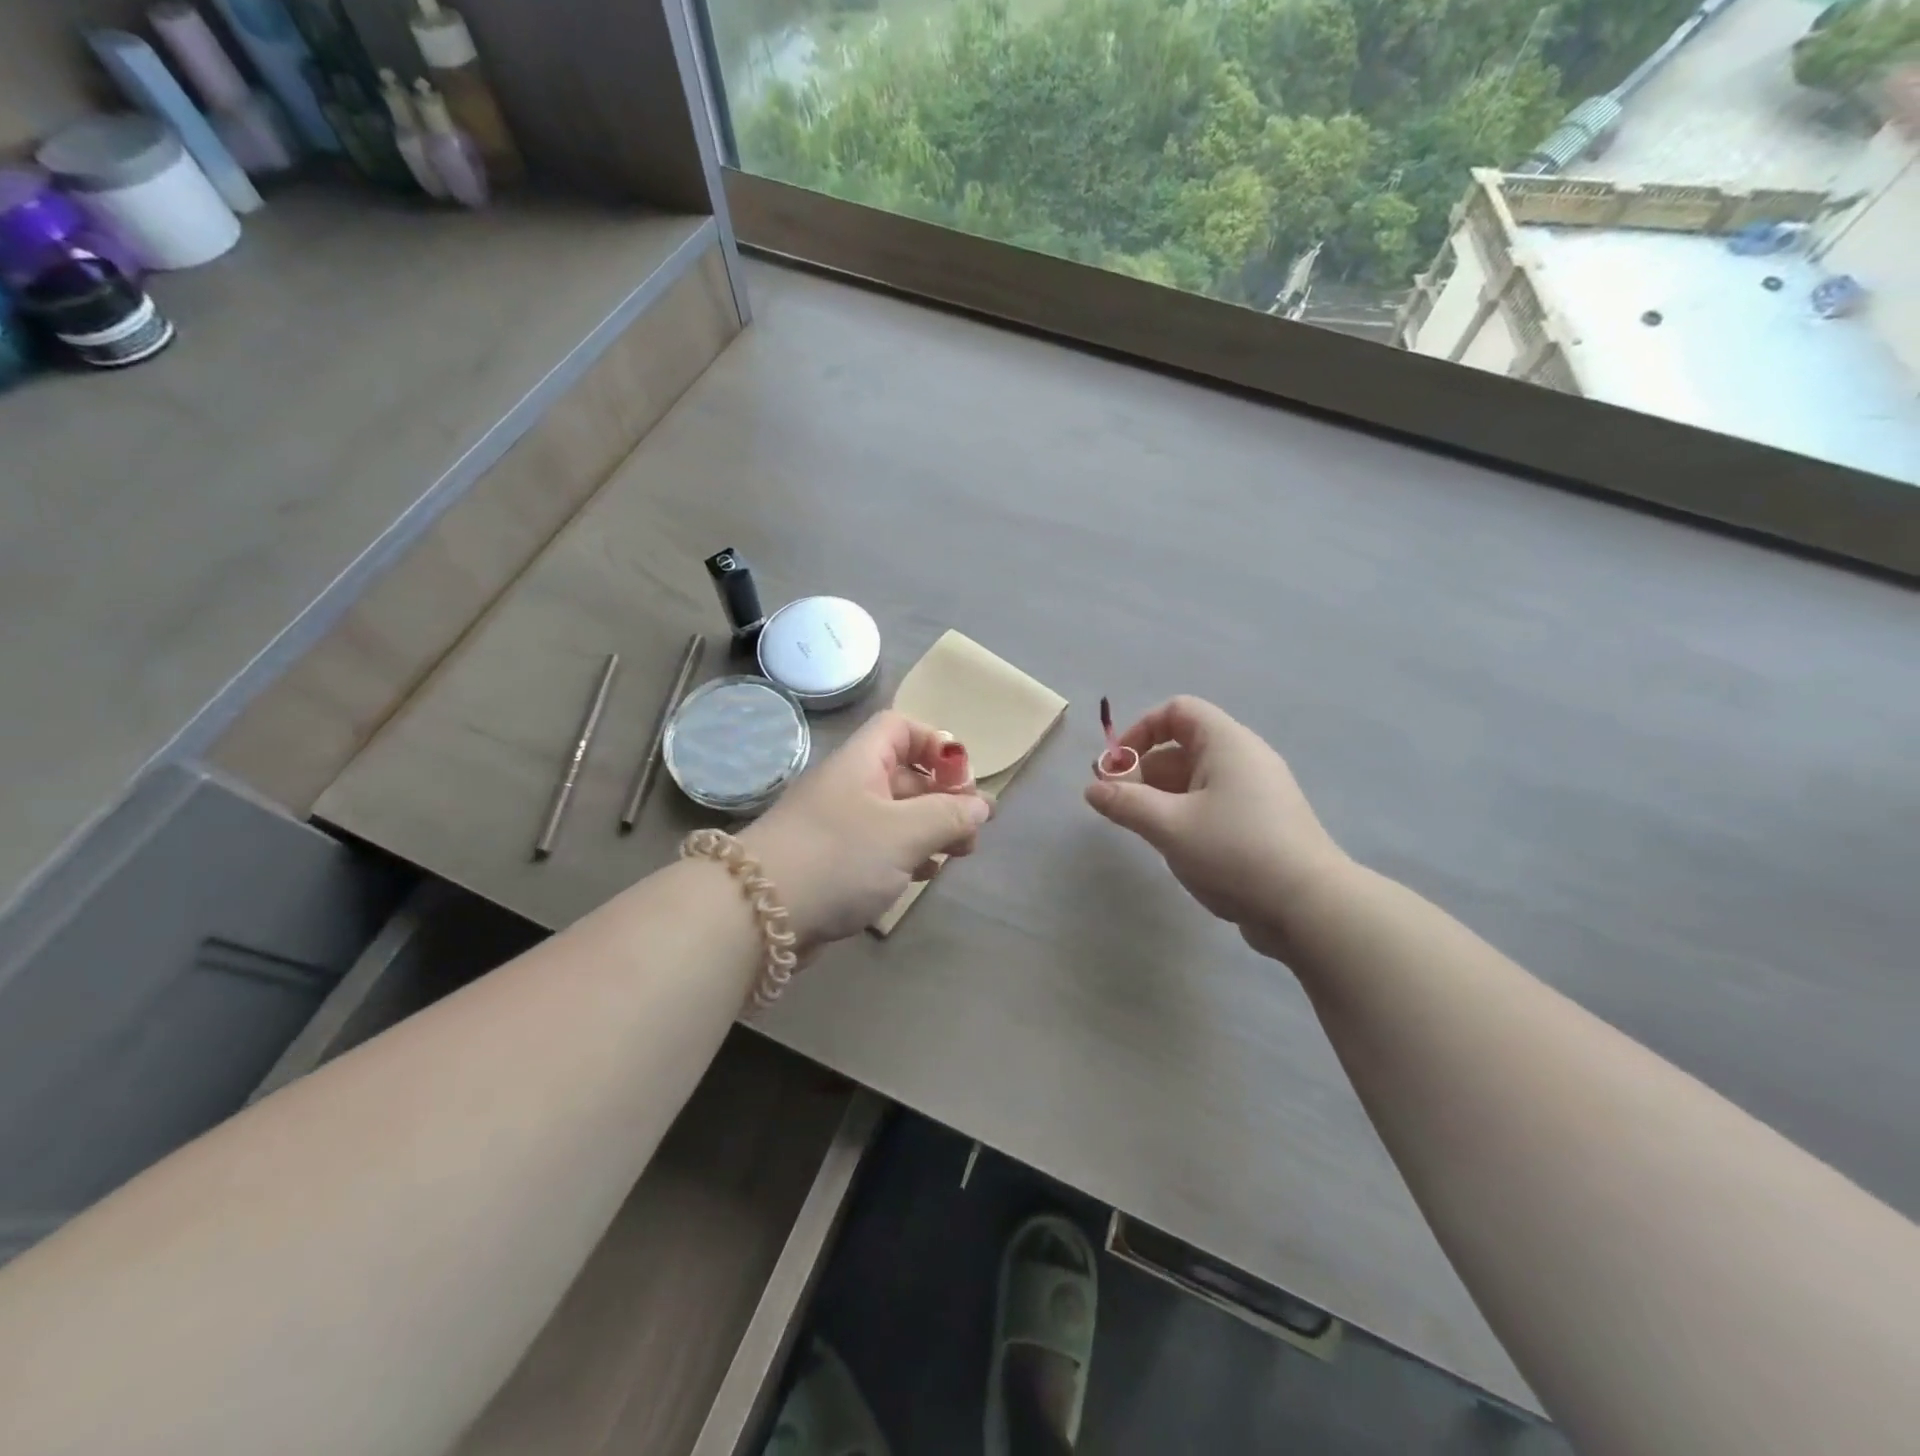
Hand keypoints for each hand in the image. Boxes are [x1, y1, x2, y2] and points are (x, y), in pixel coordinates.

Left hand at [739, 710, 992, 951]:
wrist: (757, 913)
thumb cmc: (839, 857)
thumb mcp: (904, 832)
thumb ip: (949, 815)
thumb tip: (981, 805)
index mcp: (861, 763)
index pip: (901, 728)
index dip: (936, 743)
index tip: (962, 779)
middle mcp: (849, 787)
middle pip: (905, 775)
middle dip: (944, 797)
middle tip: (971, 830)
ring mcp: (839, 827)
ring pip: (896, 816)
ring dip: (930, 830)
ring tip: (956, 855)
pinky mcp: (834, 864)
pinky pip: (880, 849)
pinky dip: (907, 856)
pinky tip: (923, 876)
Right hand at [1084, 696, 1349, 960]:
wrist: (1309, 907)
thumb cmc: (1234, 851)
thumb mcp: (1169, 826)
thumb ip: (1125, 803)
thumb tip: (1092, 789)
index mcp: (1227, 743)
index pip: (1178, 711)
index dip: (1141, 730)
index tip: (1118, 767)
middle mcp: (1244, 759)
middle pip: (1183, 746)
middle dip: (1143, 770)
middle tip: (1115, 804)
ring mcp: (1257, 792)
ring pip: (1196, 779)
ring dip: (1160, 796)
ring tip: (1139, 828)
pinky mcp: (1262, 823)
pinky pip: (1213, 803)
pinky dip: (1185, 813)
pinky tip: (1174, 845)